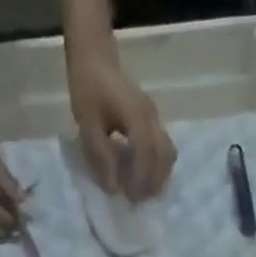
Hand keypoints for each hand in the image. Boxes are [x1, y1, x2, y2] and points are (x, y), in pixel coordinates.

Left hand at [67, 42, 175, 200]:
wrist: (95, 56)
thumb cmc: (88, 88)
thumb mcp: (87, 124)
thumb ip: (101, 157)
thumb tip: (113, 189)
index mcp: (136, 116)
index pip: (146, 154)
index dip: (140, 180)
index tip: (130, 199)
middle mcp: (151, 118)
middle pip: (164, 156)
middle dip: (154, 182)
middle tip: (138, 201)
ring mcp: (155, 117)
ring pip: (168, 153)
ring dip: (159, 175)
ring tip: (142, 191)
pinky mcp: (153, 119)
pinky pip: (163, 147)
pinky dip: (157, 166)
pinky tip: (143, 175)